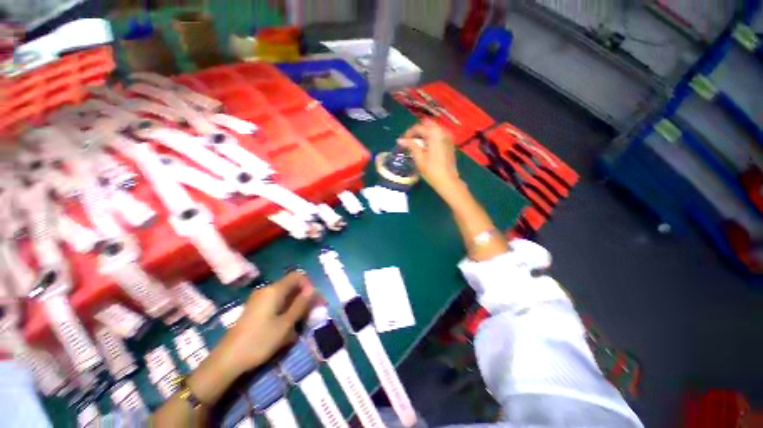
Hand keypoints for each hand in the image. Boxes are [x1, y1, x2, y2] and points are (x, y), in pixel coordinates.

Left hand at [216, 271, 315, 376]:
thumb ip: (301, 304)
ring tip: (299, 323)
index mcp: (274, 290)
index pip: (297, 276)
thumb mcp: (286, 324)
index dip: (308, 285)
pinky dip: (284, 310)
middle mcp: (266, 290)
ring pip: (284, 296)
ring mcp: (259, 300)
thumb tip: (312, 289)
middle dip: (303, 297)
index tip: (313, 301)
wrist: (227, 360)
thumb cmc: (260, 341)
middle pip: (291, 286)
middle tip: (311, 313)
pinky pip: (275, 304)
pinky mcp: (254, 309)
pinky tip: (286, 326)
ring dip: (295, 305)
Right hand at [398, 120, 460, 193]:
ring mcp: (448, 137)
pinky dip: (430, 138)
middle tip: (409, 141)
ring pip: (433, 130)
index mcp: (434, 133)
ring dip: (424, 135)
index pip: (418, 128)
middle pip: (426, 126)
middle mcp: (442, 131)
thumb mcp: (419, 158)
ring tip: (416, 145)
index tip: (402, 142)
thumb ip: (410, 145)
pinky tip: (425, 147)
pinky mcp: (449, 143)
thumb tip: (400, 140)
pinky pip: (438, 135)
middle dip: (417, 132)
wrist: (447, 180)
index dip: (408, 134)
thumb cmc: (432, 170)